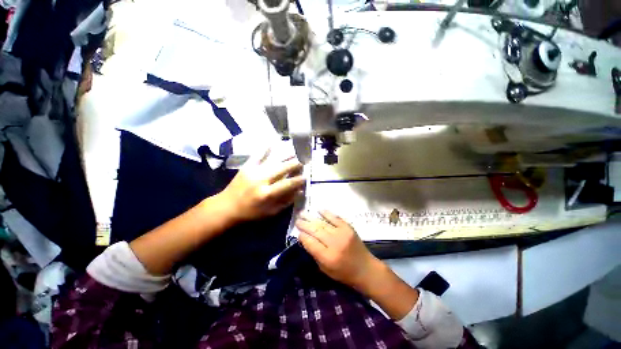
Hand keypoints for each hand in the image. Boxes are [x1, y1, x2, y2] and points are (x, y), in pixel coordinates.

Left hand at [218, 148, 304, 222]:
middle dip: (295, 164)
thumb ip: (286, 202)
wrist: (226, 207)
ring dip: (286, 155)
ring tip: (295, 151)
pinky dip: (265, 147)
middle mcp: (261, 180)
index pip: (288, 184)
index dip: (298, 180)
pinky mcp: (246, 166)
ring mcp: (253, 171)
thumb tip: (299, 191)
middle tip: (304, 161)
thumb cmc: (250, 213)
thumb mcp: (270, 212)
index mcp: (267, 194)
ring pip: (273, 160)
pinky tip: (273, 140)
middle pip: (282, 169)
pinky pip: (257, 155)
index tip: (306, 176)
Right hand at [296, 211, 380, 290]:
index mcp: (328, 257)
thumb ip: (315, 254)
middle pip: (315, 231)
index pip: (311, 243)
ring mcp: (342, 233)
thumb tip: (305, 239)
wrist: (365, 268)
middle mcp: (334, 243)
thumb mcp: (326, 270)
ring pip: (323, 223)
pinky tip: (319, 210)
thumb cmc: (344, 273)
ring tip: (302, 213)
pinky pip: (335, 218)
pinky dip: (326, 213)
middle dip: (304, 225)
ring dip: (311, 218)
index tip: (297, 232)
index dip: (302, 236)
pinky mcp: (348, 227)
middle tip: (297, 220)